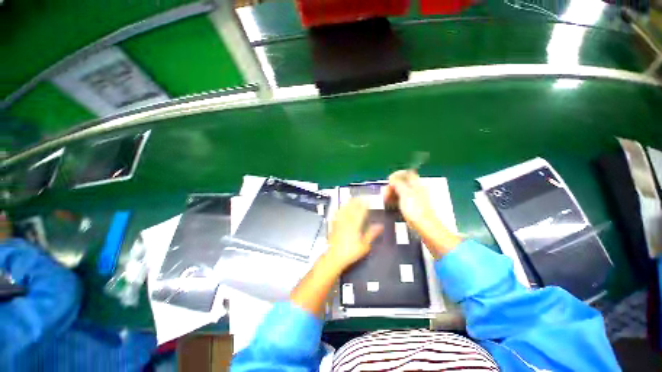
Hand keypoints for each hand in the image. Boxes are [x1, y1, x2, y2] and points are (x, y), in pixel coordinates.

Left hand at [326, 199, 382, 271]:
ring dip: (347, 204)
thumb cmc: (351, 252)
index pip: (360, 212)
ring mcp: (339, 223)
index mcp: (355, 225)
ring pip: (343, 210)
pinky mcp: (333, 226)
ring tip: (351, 199)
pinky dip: (338, 210)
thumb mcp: (364, 245)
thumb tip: (380, 226)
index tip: (367, 200)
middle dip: (355, 202)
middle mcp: (346, 222)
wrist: (334, 257)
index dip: (364, 205)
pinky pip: (336, 215)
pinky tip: (338, 208)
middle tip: (359, 197)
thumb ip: (371, 234)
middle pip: (351, 209)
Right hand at [384, 170, 461, 257]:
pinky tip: (390, 206)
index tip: (388, 181)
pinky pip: (402, 200)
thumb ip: (398, 183)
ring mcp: (415, 199)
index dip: (396, 175)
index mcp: (416, 184)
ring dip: (392, 194)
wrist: (426, 227)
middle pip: (402, 183)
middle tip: (385, 194)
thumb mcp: (405, 193)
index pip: (406, 173)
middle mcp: (416, 189)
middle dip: (392, 186)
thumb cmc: (415, 209)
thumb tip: (392, 177)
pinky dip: (395, 201)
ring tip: (385, 201)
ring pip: (401, 192)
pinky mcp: (413, 208)